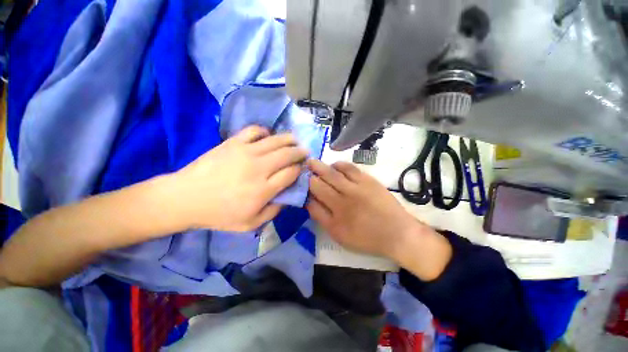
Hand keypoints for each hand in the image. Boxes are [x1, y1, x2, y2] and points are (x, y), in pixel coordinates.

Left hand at [171, 126, 307, 231]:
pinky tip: (268, 136)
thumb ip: (273, 211)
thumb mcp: (250, 224)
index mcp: (264, 189)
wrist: (186, 198)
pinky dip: (265, 131)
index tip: (302, 168)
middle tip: (305, 152)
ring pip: (276, 140)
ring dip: (290, 139)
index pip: (291, 173)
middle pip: (287, 154)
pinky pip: (254, 130)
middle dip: (300, 152)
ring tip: (295, 140)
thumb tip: (287, 197)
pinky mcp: (233, 143)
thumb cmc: (219, 214)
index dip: (300, 169)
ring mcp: (246, 152)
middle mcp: (259, 168)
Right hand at [306, 160, 424, 257]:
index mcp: (334, 219)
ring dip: (319, 167)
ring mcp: (355, 189)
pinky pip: (349, 168)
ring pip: (331, 174)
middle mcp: (342, 201)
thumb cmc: (367, 238)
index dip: (304, 191)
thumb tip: (309, 202)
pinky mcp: (367, 181)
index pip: (312, 201)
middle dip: (308, 176)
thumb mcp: (340, 236)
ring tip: (312, 162)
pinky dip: (338, 165)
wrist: (397, 233)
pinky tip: (334, 165)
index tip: (300, 184)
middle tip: (302, 168)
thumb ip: (322, 219)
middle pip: (319, 185)